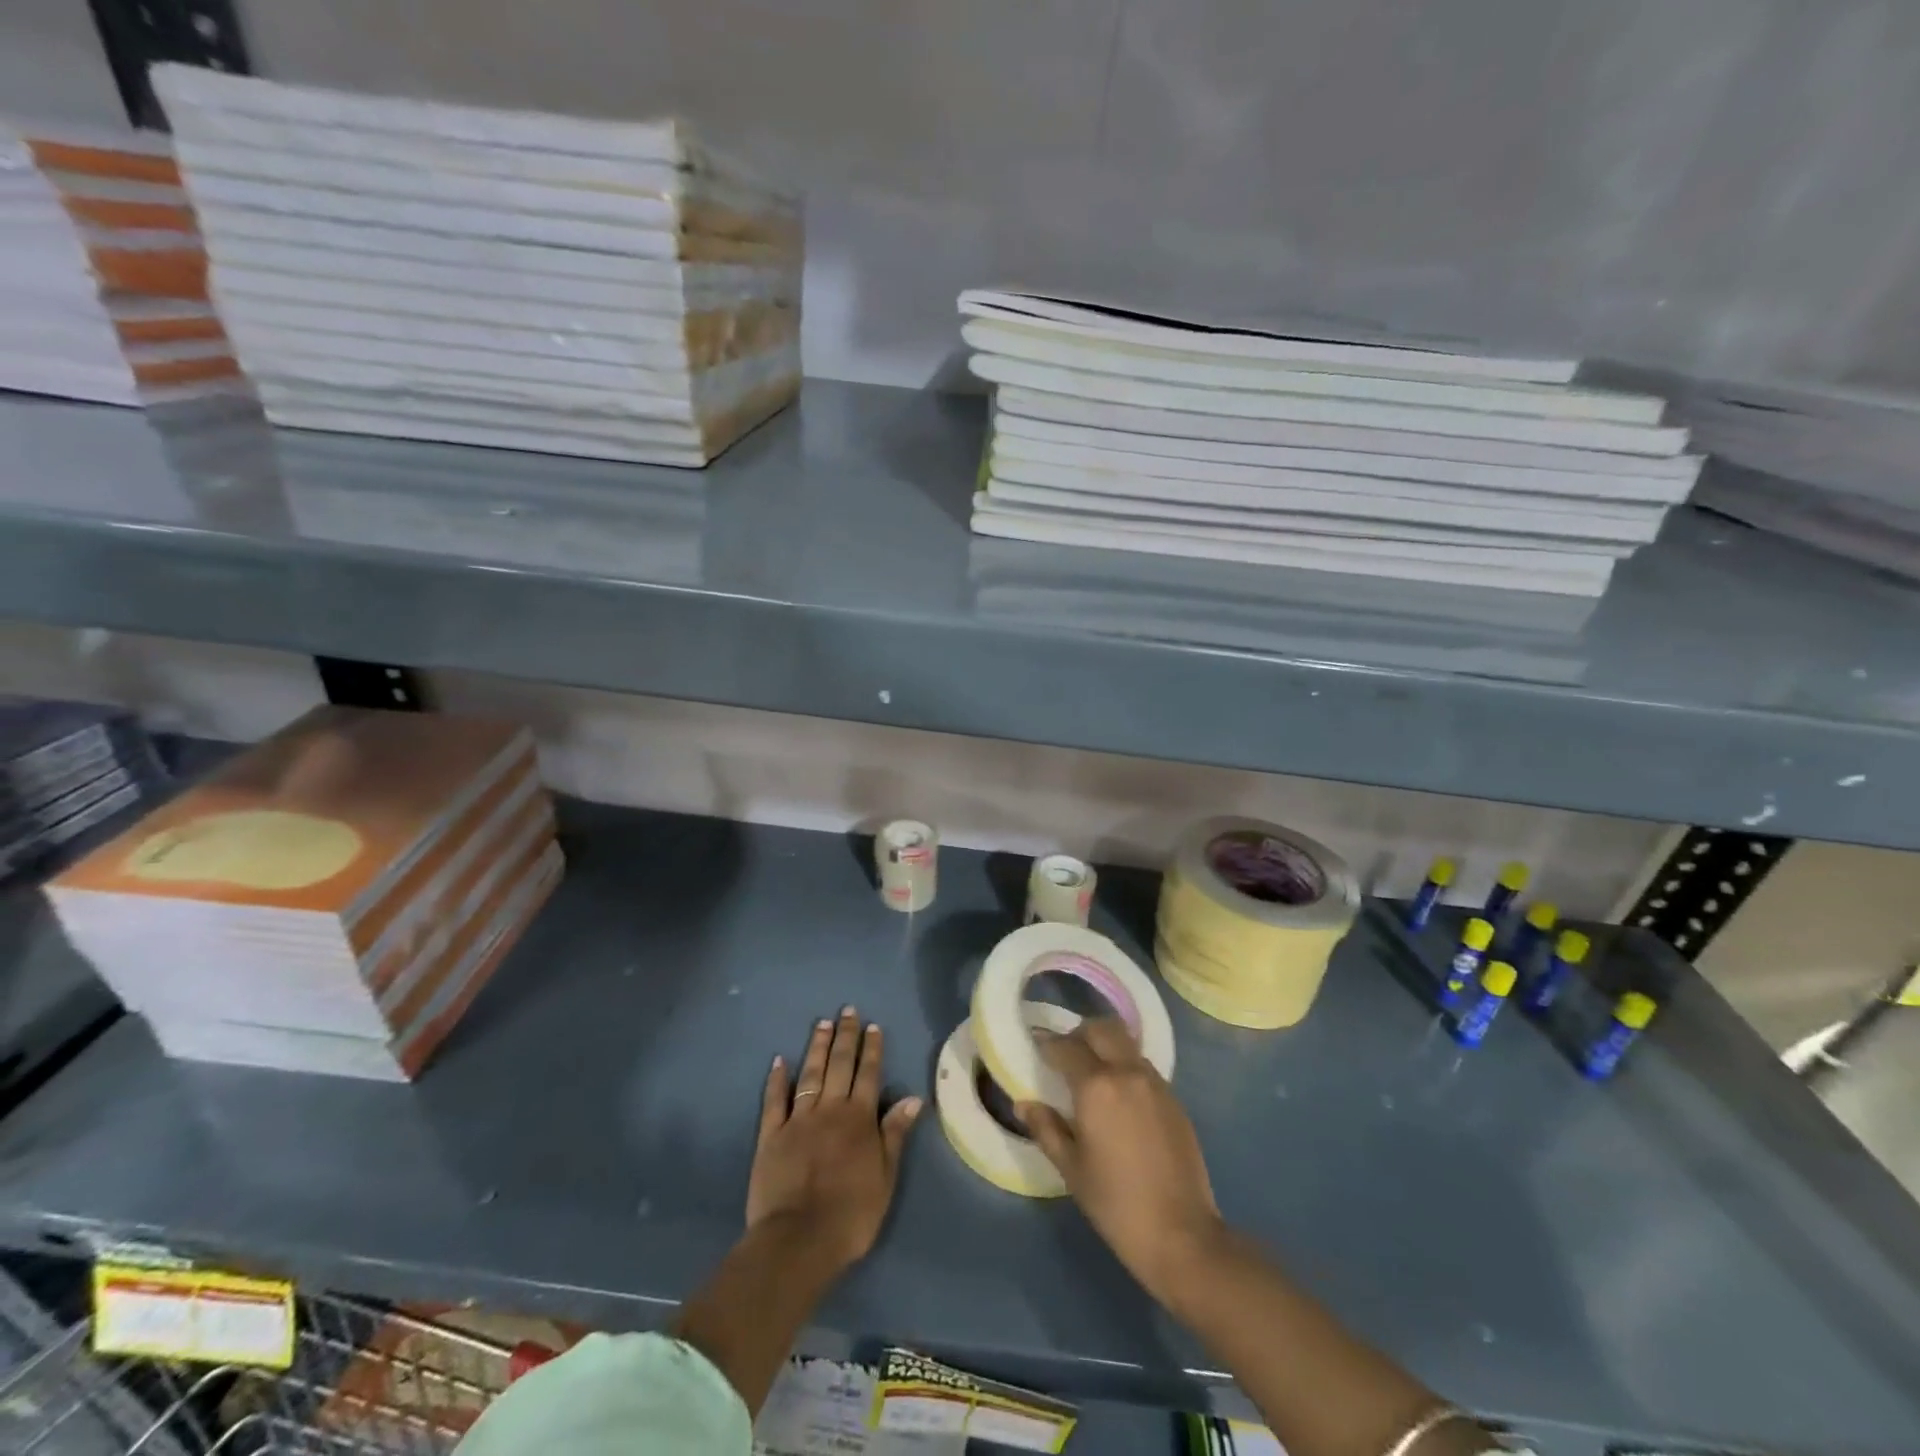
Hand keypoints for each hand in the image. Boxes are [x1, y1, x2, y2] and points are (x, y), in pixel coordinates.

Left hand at [747, 1007, 923, 1274]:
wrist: (799, 1240)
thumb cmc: (851, 1214)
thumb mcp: (885, 1177)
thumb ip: (895, 1134)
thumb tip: (914, 1097)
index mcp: (859, 1118)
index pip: (868, 1074)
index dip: (872, 1048)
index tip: (873, 1025)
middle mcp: (830, 1109)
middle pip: (839, 1064)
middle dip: (845, 1036)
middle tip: (847, 1010)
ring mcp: (798, 1119)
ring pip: (810, 1073)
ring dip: (816, 1046)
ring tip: (821, 1023)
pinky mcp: (771, 1135)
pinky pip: (774, 1100)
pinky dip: (777, 1079)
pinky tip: (779, 1060)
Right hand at [1018, 1019, 1226, 1298]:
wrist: (1182, 1234)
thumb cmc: (1116, 1203)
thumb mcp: (1071, 1168)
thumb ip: (1046, 1129)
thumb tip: (1024, 1103)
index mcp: (1096, 1086)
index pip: (1066, 1047)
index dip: (1047, 1043)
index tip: (1036, 1045)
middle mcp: (1127, 1072)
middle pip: (1101, 1029)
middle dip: (1079, 1034)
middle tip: (1065, 1054)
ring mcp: (1155, 1082)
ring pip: (1125, 1043)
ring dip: (1105, 1046)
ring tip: (1092, 1073)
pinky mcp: (1174, 1098)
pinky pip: (1143, 1065)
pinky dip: (1125, 1065)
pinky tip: (1119, 1096)